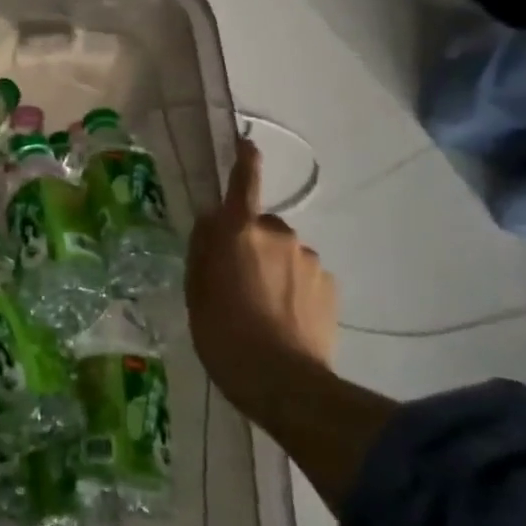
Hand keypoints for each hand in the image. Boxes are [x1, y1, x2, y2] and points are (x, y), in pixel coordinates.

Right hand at [185, 138, 338, 419]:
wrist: (283, 382)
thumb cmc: (223, 333)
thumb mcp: (196, 290)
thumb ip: (203, 249)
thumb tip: (211, 222)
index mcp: (239, 231)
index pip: (243, 184)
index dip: (245, 161)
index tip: (248, 143)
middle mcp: (279, 235)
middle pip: (260, 227)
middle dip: (251, 244)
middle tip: (236, 282)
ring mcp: (309, 260)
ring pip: (284, 253)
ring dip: (273, 268)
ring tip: (261, 308)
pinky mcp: (329, 286)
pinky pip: (304, 276)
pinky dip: (294, 289)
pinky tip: (284, 319)